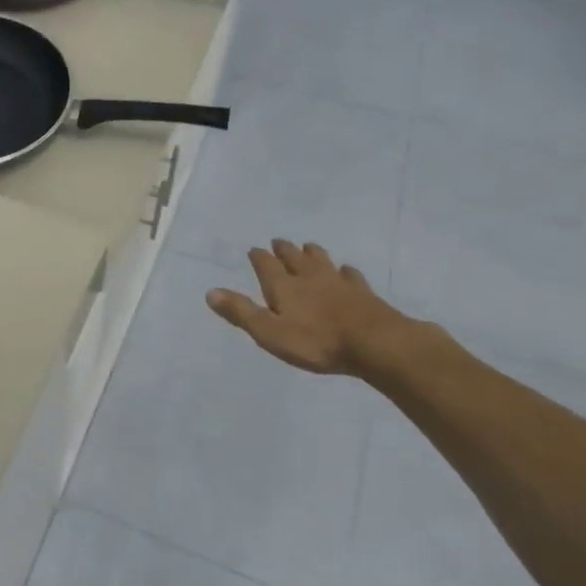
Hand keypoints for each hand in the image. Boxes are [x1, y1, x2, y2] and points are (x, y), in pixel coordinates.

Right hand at [206, 240, 413, 376]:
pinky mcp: (363, 293)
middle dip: (284, 250)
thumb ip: (241, 312)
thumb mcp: (270, 332)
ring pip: (322, 261)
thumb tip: (210, 292)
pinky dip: (345, 271)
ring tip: (308, 246)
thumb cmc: (316, 341)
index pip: (266, 265)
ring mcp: (338, 283)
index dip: (259, 257)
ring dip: (312, 253)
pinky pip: (351, 276)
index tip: (254, 249)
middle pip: (294, 257)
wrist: (375, 344)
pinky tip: (346, 271)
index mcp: (283, 286)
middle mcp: (309, 277)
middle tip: (279, 241)